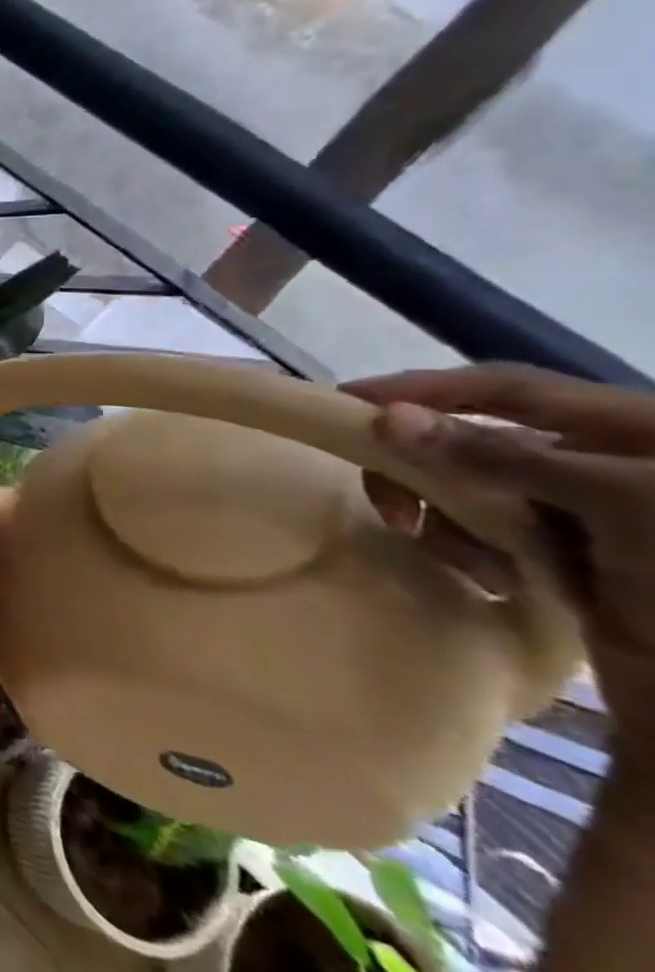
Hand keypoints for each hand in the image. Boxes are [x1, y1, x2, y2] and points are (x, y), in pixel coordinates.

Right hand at [345, 365, 654, 758]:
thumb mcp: (617, 504)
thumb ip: (501, 456)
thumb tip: (387, 418)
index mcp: (630, 430)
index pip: (505, 387)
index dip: (423, 388)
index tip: (346, 403)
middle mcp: (601, 462)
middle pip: (474, 441)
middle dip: (426, 473)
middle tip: (393, 510)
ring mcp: (583, 514)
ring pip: (471, 492)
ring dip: (451, 525)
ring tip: (475, 569)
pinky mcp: (568, 559)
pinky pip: (487, 535)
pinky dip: (474, 553)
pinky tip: (498, 584)